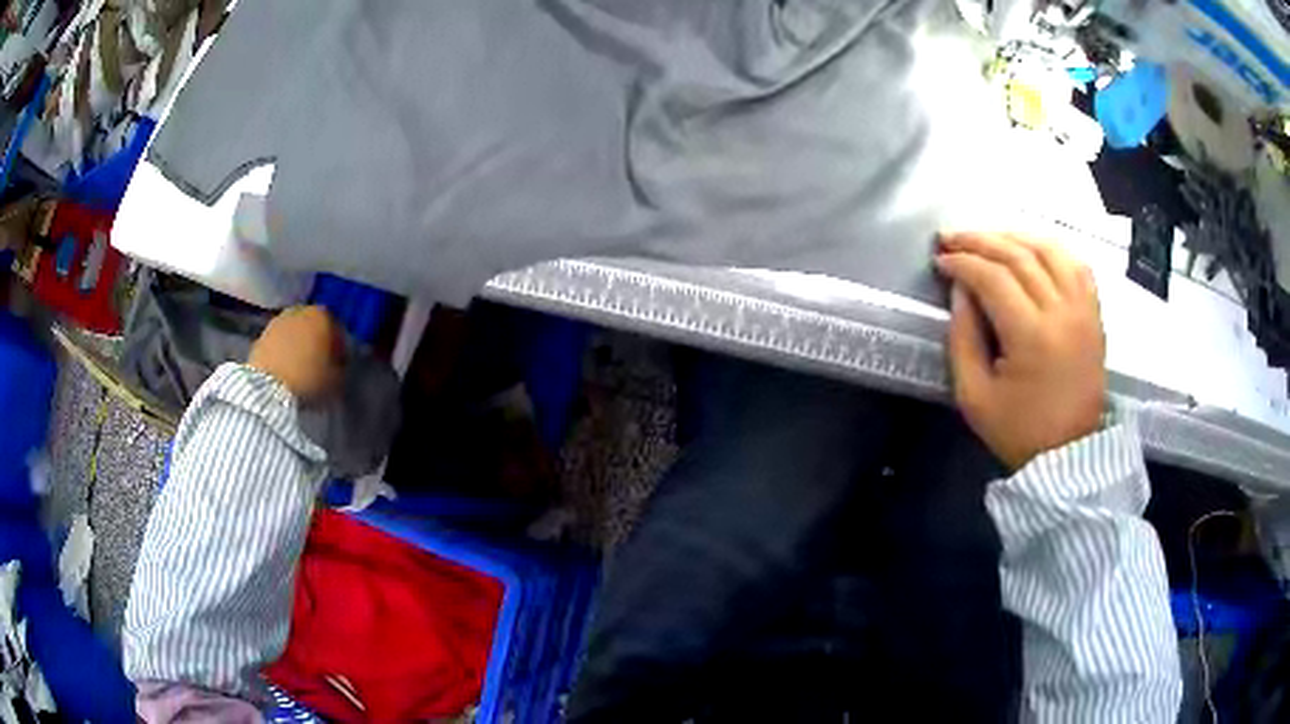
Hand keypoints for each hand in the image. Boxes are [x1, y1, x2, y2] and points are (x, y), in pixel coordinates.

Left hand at [248, 306, 343, 402]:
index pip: (337, 329)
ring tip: (299, 370)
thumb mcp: (337, 379)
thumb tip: (338, 364)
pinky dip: (282, 353)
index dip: (339, 348)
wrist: (268, 390)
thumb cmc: (309, 381)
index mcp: (323, 316)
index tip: (338, 365)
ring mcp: (277, 321)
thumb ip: (341, 367)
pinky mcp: (260, 336)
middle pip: (313, 326)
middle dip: (315, 342)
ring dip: (297, 346)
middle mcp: (300, 310)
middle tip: (318, 365)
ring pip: (293, 332)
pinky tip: (284, 371)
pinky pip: (278, 343)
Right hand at [935, 232, 1106, 469]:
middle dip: (980, 240)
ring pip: (1048, 249)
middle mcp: (1062, 311)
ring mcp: (1083, 308)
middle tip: (952, 238)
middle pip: (1018, 255)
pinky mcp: (1094, 313)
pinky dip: (1051, 248)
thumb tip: (960, 290)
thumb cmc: (1019, 431)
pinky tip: (1031, 249)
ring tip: (988, 239)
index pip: (992, 278)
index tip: (940, 260)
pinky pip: (1075, 263)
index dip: (962, 262)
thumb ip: (962, 338)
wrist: (1069, 455)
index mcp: (1031, 336)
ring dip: (1013, 236)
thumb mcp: (975, 396)